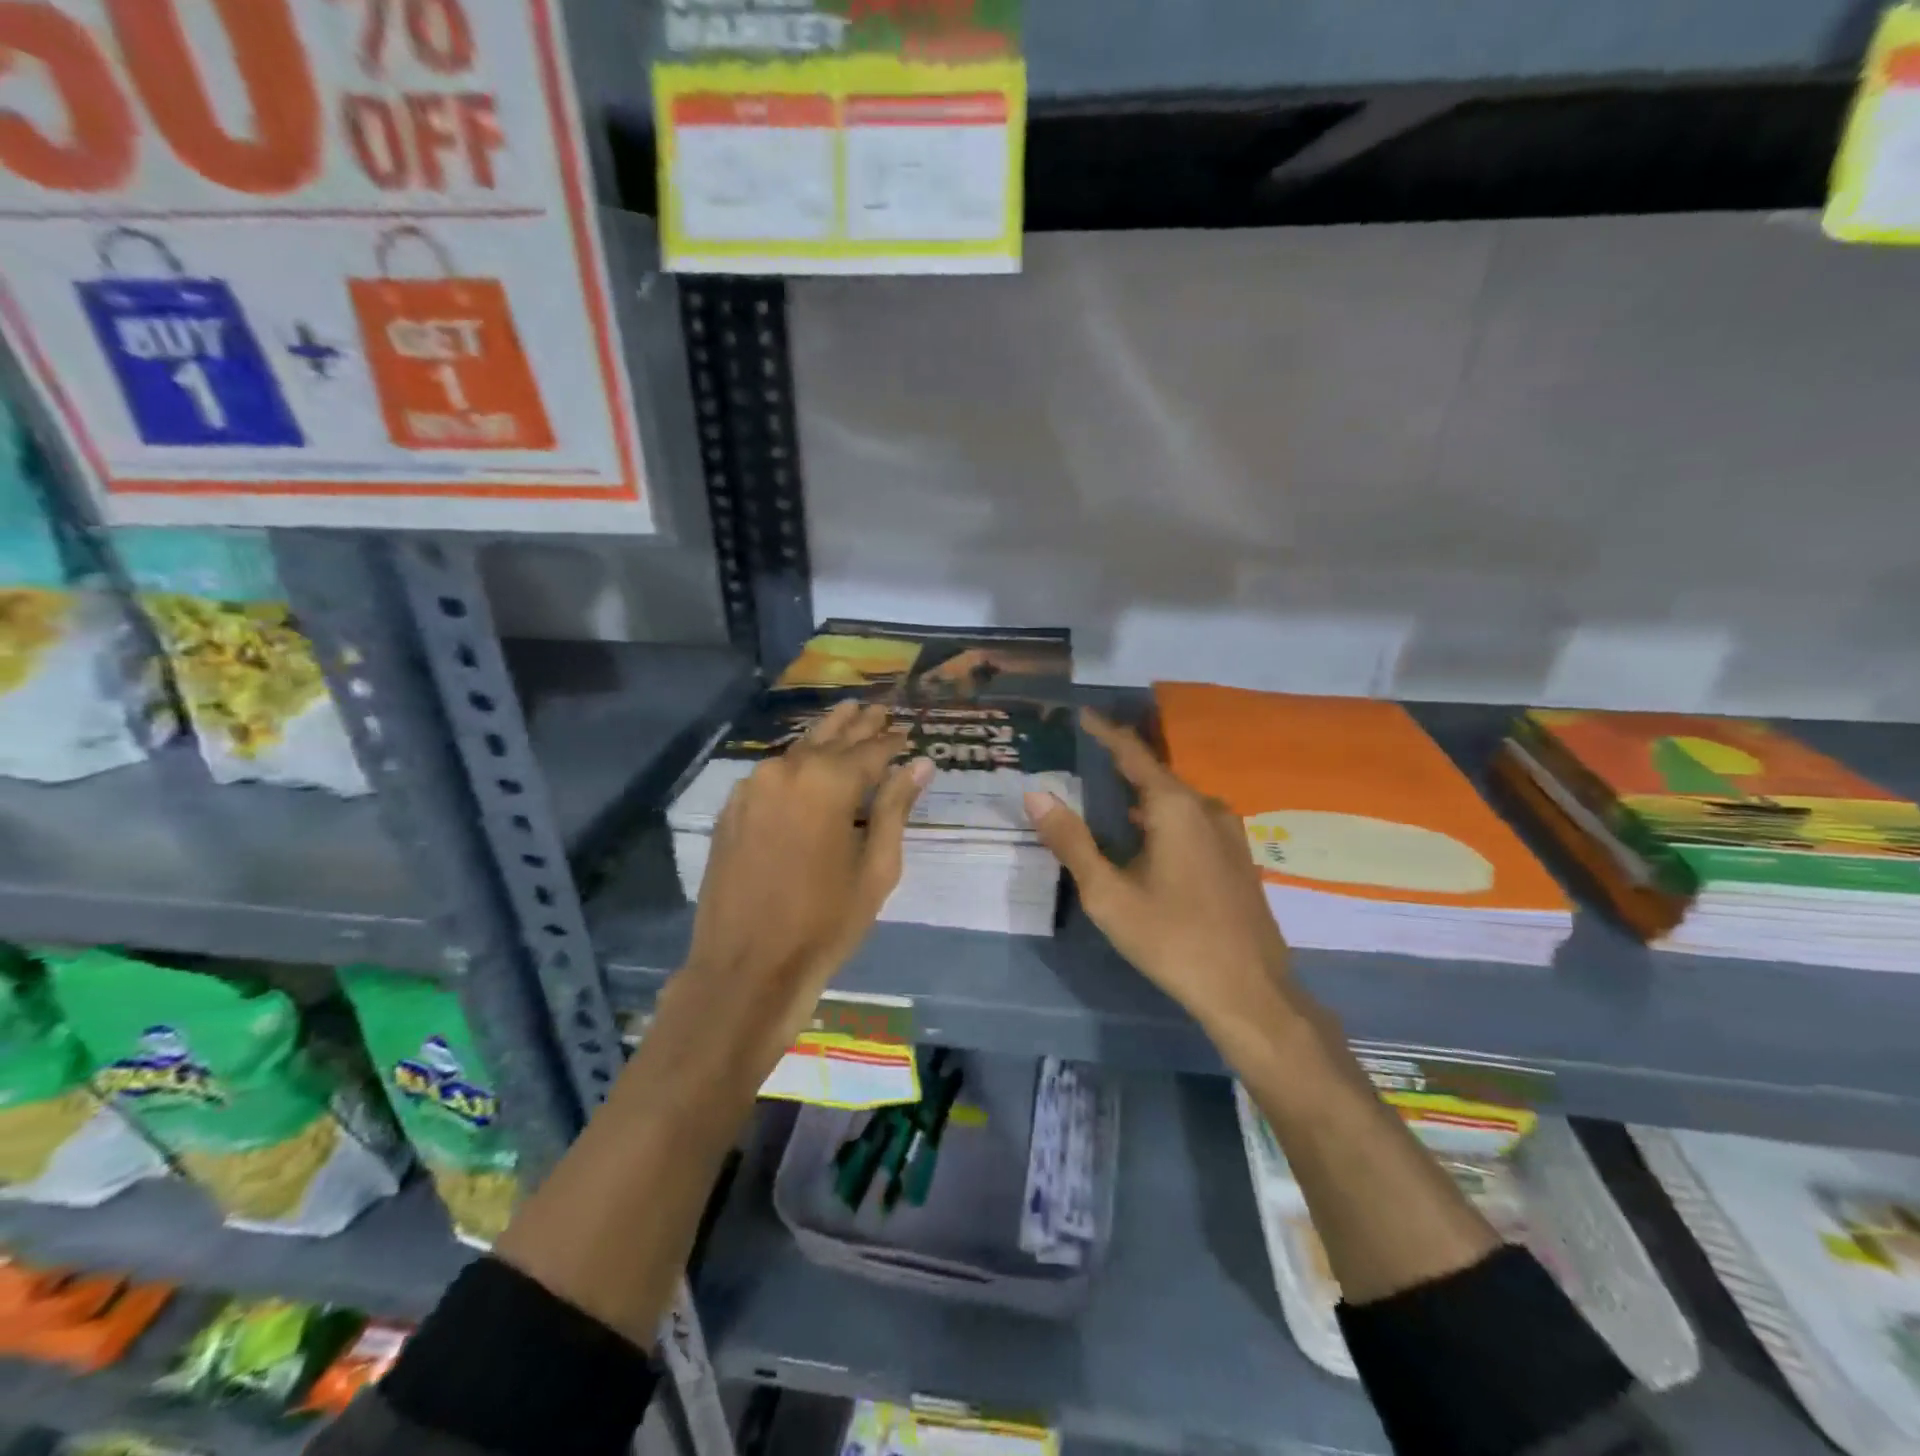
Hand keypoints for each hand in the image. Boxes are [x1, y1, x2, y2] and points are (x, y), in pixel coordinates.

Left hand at [673, 700, 930, 1061]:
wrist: (746, 967)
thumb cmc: (825, 923)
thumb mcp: (876, 868)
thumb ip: (896, 809)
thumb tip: (920, 764)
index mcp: (828, 782)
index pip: (870, 749)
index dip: (892, 740)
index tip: (907, 729)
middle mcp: (787, 770)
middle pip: (831, 739)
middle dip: (858, 724)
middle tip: (878, 708)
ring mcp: (752, 787)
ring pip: (798, 750)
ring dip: (825, 736)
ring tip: (846, 716)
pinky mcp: (732, 809)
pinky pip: (772, 773)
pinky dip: (794, 762)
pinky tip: (805, 760)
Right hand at [1025, 710, 1314, 1048]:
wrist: (1250, 992)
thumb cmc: (1173, 939)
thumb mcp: (1108, 894)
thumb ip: (1072, 841)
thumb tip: (1037, 795)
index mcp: (1176, 807)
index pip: (1133, 753)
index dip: (1105, 732)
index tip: (1082, 715)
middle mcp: (1206, 808)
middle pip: (1155, 775)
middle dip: (1119, 766)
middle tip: (1081, 762)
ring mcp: (1228, 833)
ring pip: (1175, 801)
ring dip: (1140, 796)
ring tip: (1104, 798)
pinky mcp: (1236, 858)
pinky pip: (1191, 821)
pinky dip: (1161, 818)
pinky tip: (1143, 839)